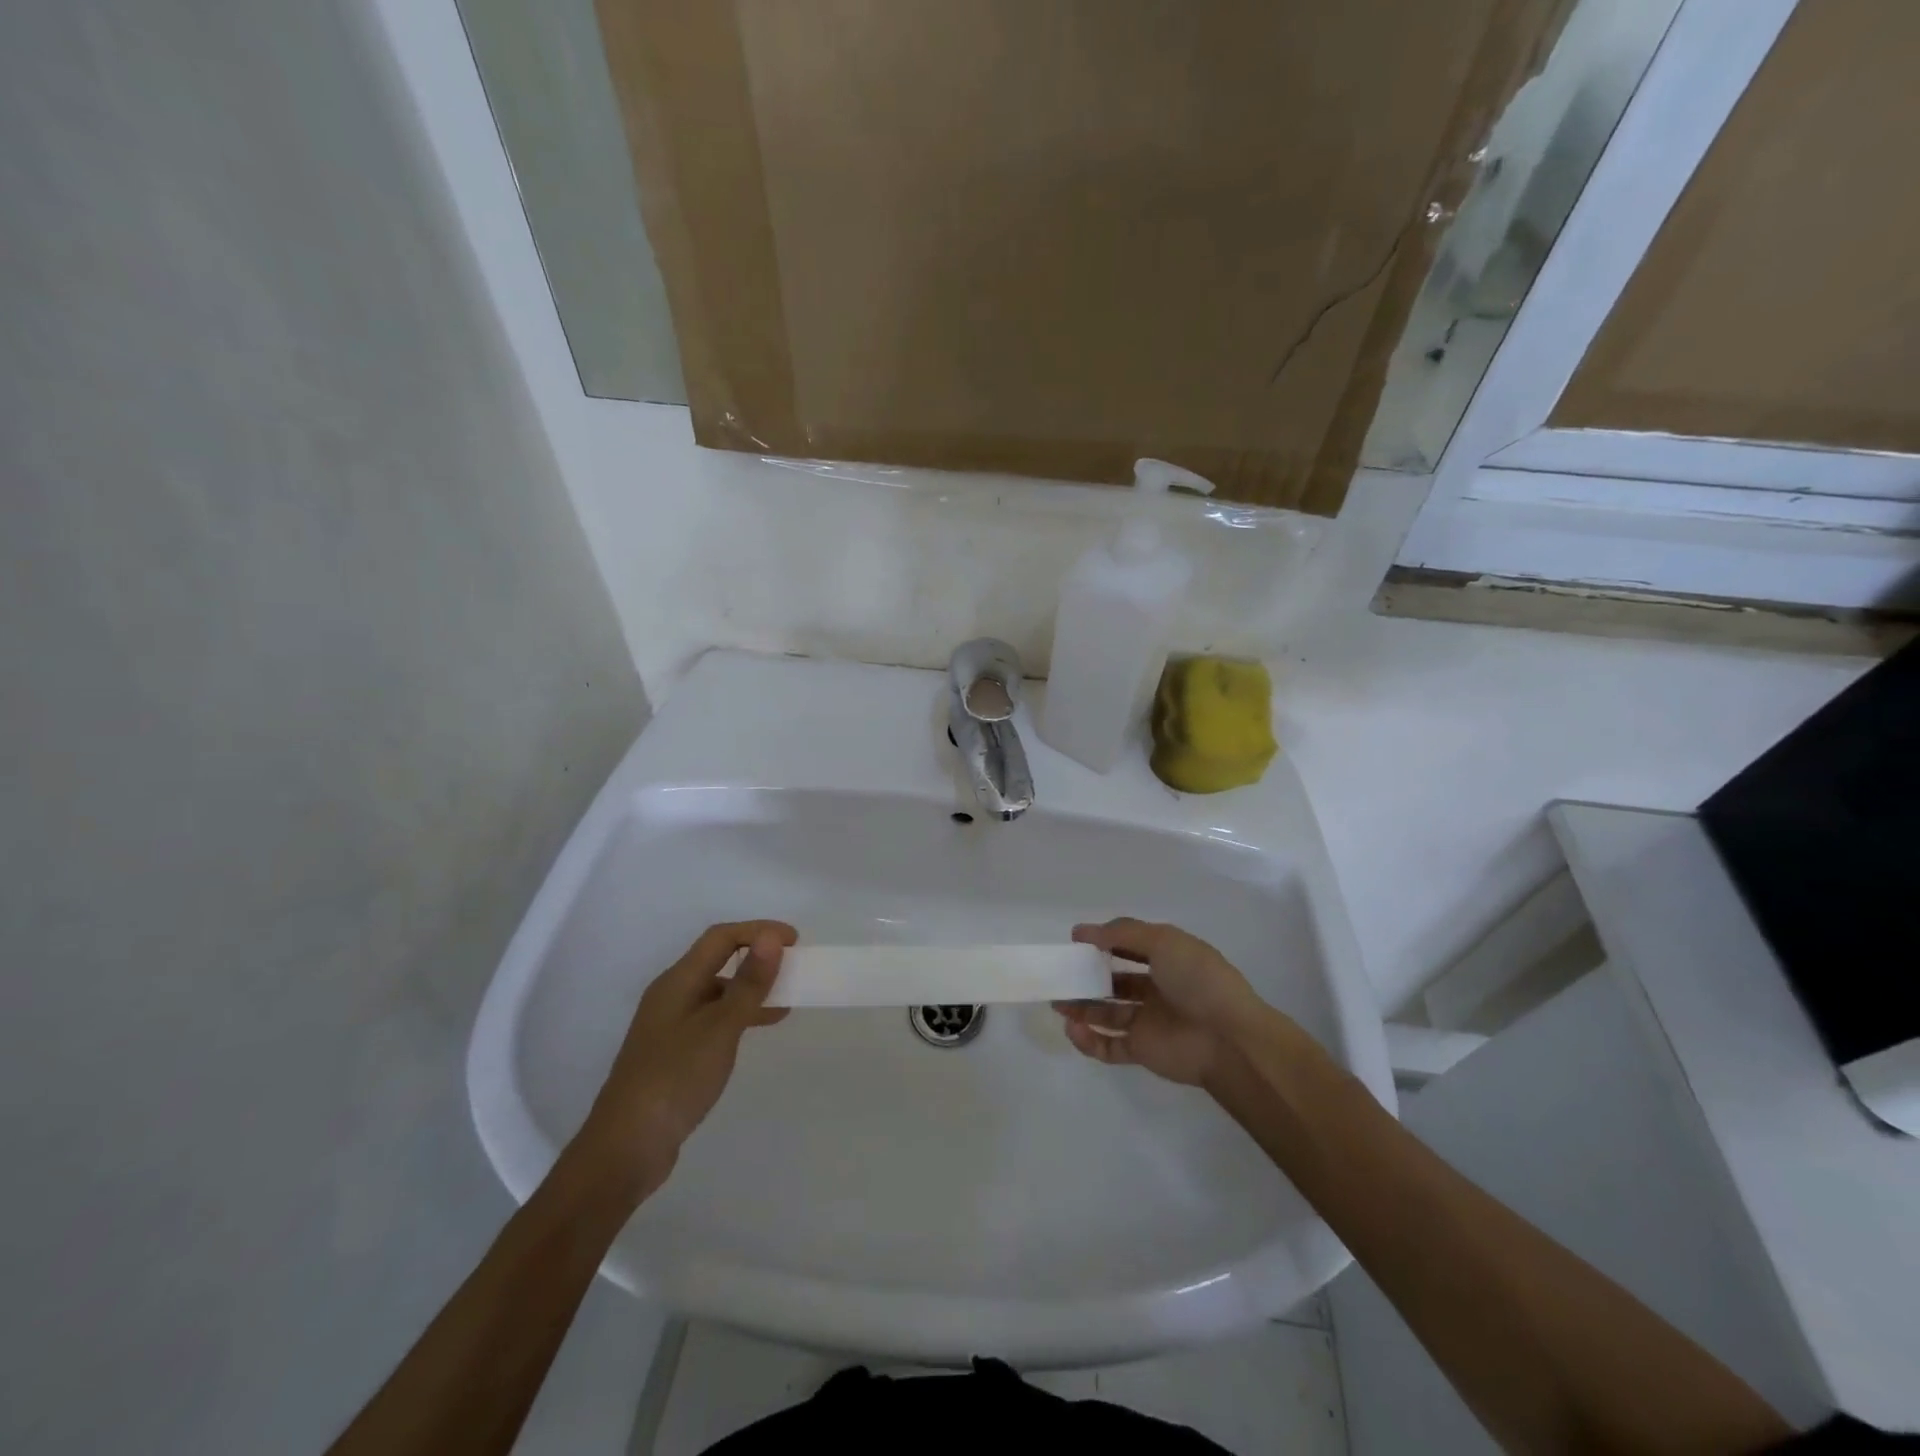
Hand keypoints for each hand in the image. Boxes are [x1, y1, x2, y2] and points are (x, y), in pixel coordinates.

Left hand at [572, 921, 796, 1196]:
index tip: (795, 941)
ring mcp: (670, 1025)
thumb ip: (748, 983)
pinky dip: (740, 1014)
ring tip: (786, 998)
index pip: (721, 937)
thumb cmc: (675, 1078)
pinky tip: (759, 1028)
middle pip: (718, 960)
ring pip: (718, 991)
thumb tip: (772, 937)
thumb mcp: (720, 1027)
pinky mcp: (674, 1052)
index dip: (759, 931)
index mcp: (677, 981)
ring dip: (751, 987)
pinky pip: (714, 1017)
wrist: (626, 1147)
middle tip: (793, 966)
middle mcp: (672, 995)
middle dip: (757, 957)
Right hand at [1054, 919, 1264, 1086]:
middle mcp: (1158, 988)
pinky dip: (1088, 1040)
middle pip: (1115, 980)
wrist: (1228, 1039)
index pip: (1130, 945)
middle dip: (1088, 976)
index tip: (1075, 940)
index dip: (1104, 941)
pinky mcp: (1143, 1050)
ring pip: (1107, 1013)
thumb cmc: (1198, 980)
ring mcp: (1149, 1021)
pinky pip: (1109, 1045)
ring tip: (1058, 1001)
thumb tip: (1085, 932)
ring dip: (1081, 1007)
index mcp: (1168, 959)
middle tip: (1062, 973)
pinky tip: (1073, 1028)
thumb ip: (1123, 933)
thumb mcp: (1163, 941)